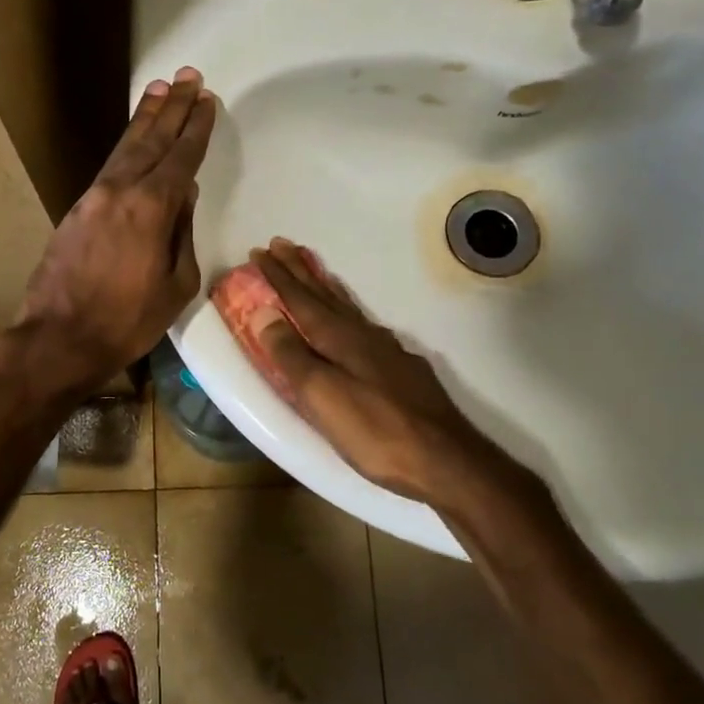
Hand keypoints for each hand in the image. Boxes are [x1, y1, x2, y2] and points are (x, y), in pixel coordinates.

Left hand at [0, 67, 217, 398]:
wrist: (58, 338)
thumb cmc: (126, 321)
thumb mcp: (175, 285)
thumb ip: (182, 233)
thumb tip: (184, 195)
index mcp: (151, 208)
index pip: (180, 157)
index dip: (196, 128)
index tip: (207, 101)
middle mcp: (120, 190)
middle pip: (151, 140)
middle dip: (173, 108)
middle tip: (189, 77)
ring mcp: (94, 197)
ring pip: (125, 147)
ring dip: (145, 118)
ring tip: (161, 90)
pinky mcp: (76, 209)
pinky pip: (109, 165)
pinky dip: (125, 145)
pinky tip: (133, 138)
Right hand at [236, 240, 542, 514]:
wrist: (445, 459)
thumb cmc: (375, 430)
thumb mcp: (322, 396)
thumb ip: (291, 355)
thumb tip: (264, 313)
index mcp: (339, 338)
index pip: (301, 299)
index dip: (278, 276)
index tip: (258, 252)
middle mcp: (362, 335)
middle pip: (324, 295)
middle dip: (299, 270)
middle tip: (281, 244)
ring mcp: (386, 350)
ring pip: (347, 307)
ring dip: (324, 286)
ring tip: (312, 269)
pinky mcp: (402, 369)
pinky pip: (364, 324)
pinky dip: (348, 310)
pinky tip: (354, 320)